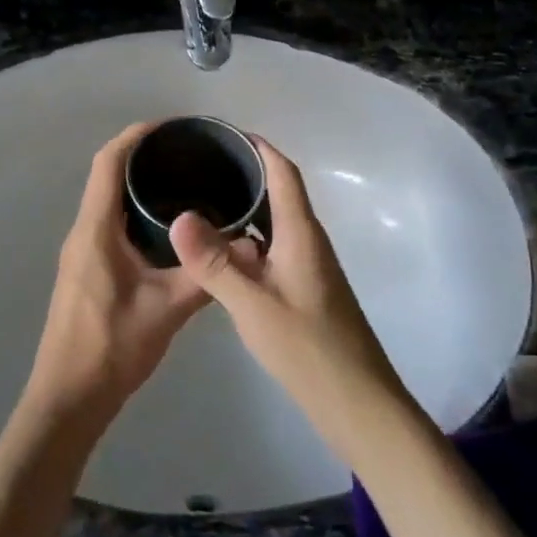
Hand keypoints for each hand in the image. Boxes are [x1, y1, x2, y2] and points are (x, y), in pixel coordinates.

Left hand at [23, 123, 209, 430]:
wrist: (68, 400)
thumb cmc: (112, 347)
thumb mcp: (167, 309)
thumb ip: (208, 274)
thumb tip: (249, 246)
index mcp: (96, 230)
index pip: (108, 163)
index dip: (135, 136)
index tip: (170, 126)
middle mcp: (83, 232)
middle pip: (107, 176)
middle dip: (142, 156)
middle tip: (187, 153)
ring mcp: (81, 252)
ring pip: (107, 201)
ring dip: (136, 185)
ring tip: (182, 180)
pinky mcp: (86, 270)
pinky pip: (109, 224)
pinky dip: (133, 212)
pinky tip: (166, 227)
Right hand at [170, 140, 414, 461]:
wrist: (357, 403)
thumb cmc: (308, 348)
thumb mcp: (253, 305)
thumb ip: (214, 263)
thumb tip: (179, 217)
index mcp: (301, 232)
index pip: (283, 172)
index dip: (258, 147)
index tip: (223, 133)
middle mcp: (308, 240)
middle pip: (279, 191)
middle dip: (245, 173)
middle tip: (200, 165)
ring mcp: (308, 266)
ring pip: (275, 222)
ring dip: (246, 207)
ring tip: (203, 199)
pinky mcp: (305, 289)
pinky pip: (273, 248)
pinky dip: (248, 239)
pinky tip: (221, 252)